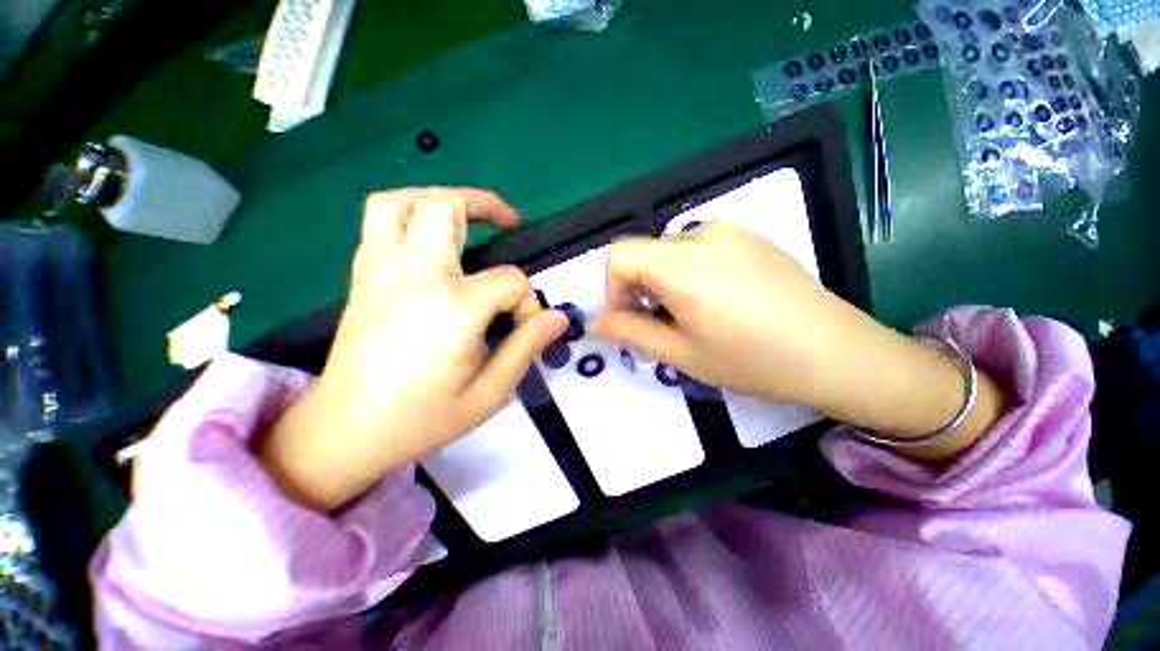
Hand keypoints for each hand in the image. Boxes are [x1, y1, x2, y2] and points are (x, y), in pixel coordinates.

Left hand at [258, 188, 567, 509]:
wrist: (346, 431)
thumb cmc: (421, 418)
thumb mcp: (489, 393)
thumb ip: (526, 347)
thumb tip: (557, 318)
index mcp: (453, 307)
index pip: (510, 281)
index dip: (527, 301)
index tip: (525, 326)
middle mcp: (415, 274)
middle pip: (447, 208)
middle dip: (486, 205)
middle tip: (508, 221)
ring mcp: (381, 270)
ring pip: (402, 201)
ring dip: (440, 199)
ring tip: (467, 216)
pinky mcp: (362, 276)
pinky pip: (379, 221)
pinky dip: (409, 214)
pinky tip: (429, 239)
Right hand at [589, 221, 861, 404]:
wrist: (837, 353)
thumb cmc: (752, 361)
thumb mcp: (681, 354)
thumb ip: (630, 332)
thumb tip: (595, 322)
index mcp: (682, 264)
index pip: (619, 254)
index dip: (613, 288)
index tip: (631, 317)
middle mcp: (703, 235)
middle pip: (645, 253)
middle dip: (640, 288)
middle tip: (663, 324)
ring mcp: (731, 230)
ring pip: (671, 252)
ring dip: (665, 281)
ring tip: (694, 314)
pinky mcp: (751, 236)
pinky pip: (700, 248)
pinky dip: (690, 272)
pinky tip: (719, 300)